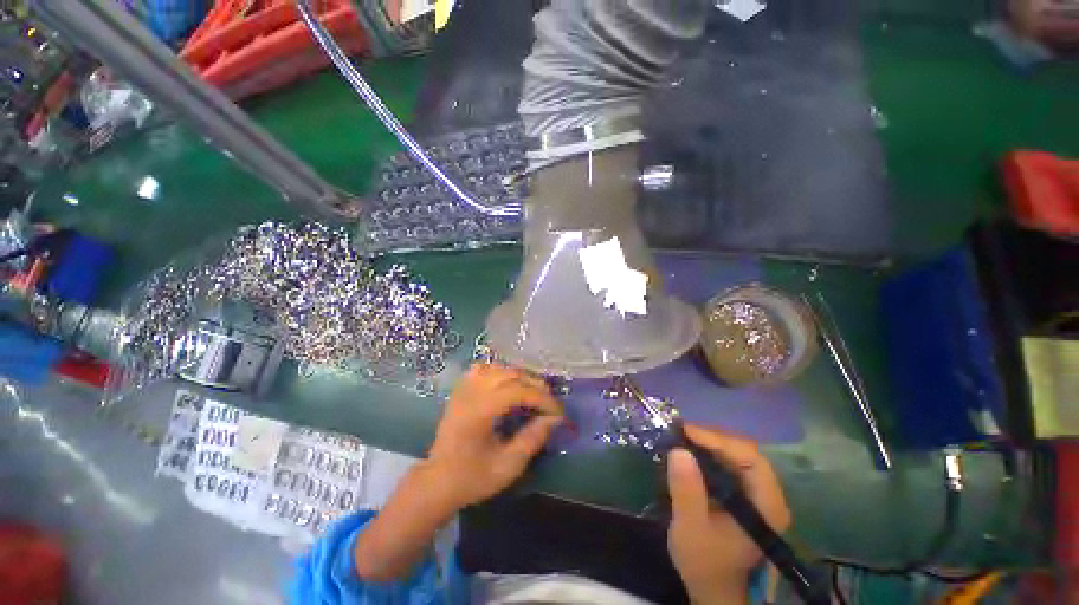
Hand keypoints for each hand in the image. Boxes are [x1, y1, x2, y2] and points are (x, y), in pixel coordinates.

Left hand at [423, 363, 563, 510]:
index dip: (542, 399)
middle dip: (535, 385)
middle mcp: (471, 392)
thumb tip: (554, 419)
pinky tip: (508, 384)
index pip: (518, 391)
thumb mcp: (508, 466)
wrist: (437, 482)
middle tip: (550, 403)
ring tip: (534, 393)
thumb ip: (532, 439)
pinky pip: (484, 369)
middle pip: (511, 374)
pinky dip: (501, 373)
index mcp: (479, 411)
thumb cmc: (472, 478)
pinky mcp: (461, 389)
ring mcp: (464, 388)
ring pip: (499, 368)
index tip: (558, 412)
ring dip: (521, 377)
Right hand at [667, 425, 790, 604]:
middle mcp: (768, 496)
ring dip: (709, 445)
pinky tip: (690, 454)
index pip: (751, 460)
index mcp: (766, 507)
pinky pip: (729, 465)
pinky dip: (708, 455)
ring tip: (681, 438)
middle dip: (712, 439)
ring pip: (737, 456)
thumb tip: (678, 450)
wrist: (713, 588)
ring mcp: (757, 495)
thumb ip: (686, 491)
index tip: (687, 432)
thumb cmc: (705, 563)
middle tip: (680, 432)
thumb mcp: (690, 528)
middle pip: (745, 453)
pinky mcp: (744, 496)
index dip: (719, 441)